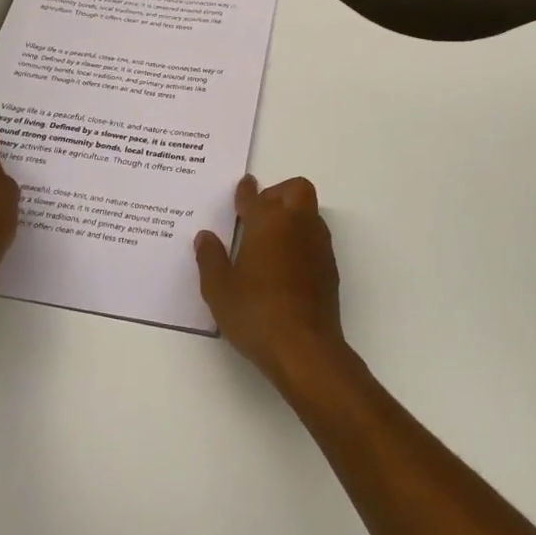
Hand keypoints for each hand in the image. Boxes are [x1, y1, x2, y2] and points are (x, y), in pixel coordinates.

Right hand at [195, 175, 353, 393]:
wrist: (304, 348)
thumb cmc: (255, 313)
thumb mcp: (219, 289)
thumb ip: (210, 258)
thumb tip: (206, 237)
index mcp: (268, 222)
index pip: (254, 196)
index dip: (245, 191)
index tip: (243, 186)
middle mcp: (297, 224)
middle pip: (296, 189)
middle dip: (278, 193)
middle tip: (258, 213)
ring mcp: (318, 245)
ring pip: (309, 212)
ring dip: (292, 214)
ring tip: (270, 238)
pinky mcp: (329, 267)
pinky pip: (315, 238)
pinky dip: (300, 238)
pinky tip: (284, 263)